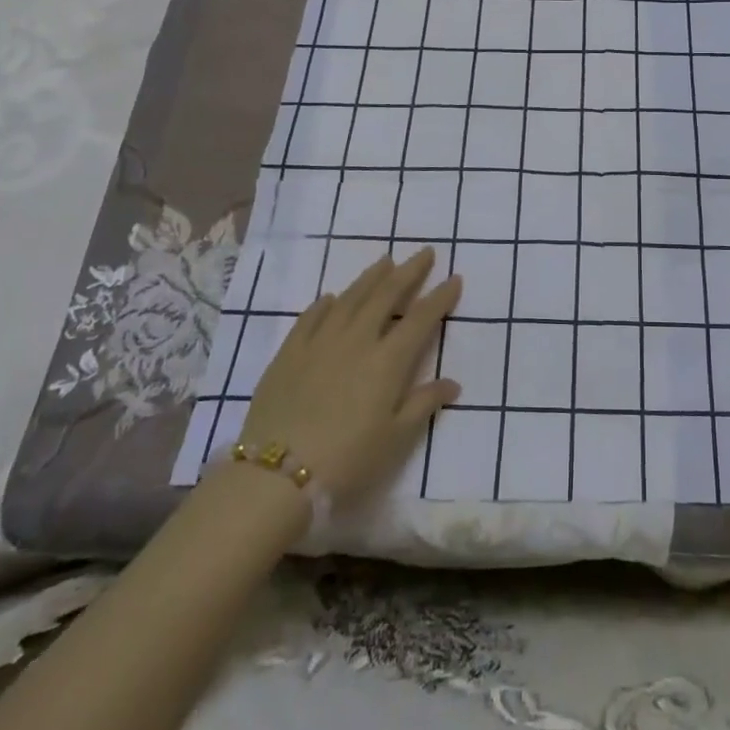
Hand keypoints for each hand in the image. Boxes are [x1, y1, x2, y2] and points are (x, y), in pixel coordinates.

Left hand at [238, 248, 461, 503]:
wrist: (275, 476)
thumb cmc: (346, 461)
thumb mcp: (395, 439)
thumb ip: (424, 404)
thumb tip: (453, 383)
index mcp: (388, 360)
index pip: (421, 318)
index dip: (440, 297)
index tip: (454, 278)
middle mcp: (357, 339)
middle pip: (387, 295)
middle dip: (409, 271)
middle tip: (424, 253)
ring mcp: (320, 342)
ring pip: (351, 298)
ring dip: (371, 277)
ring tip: (385, 261)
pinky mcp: (289, 353)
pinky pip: (310, 317)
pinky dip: (325, 304)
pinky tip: (331, 297)